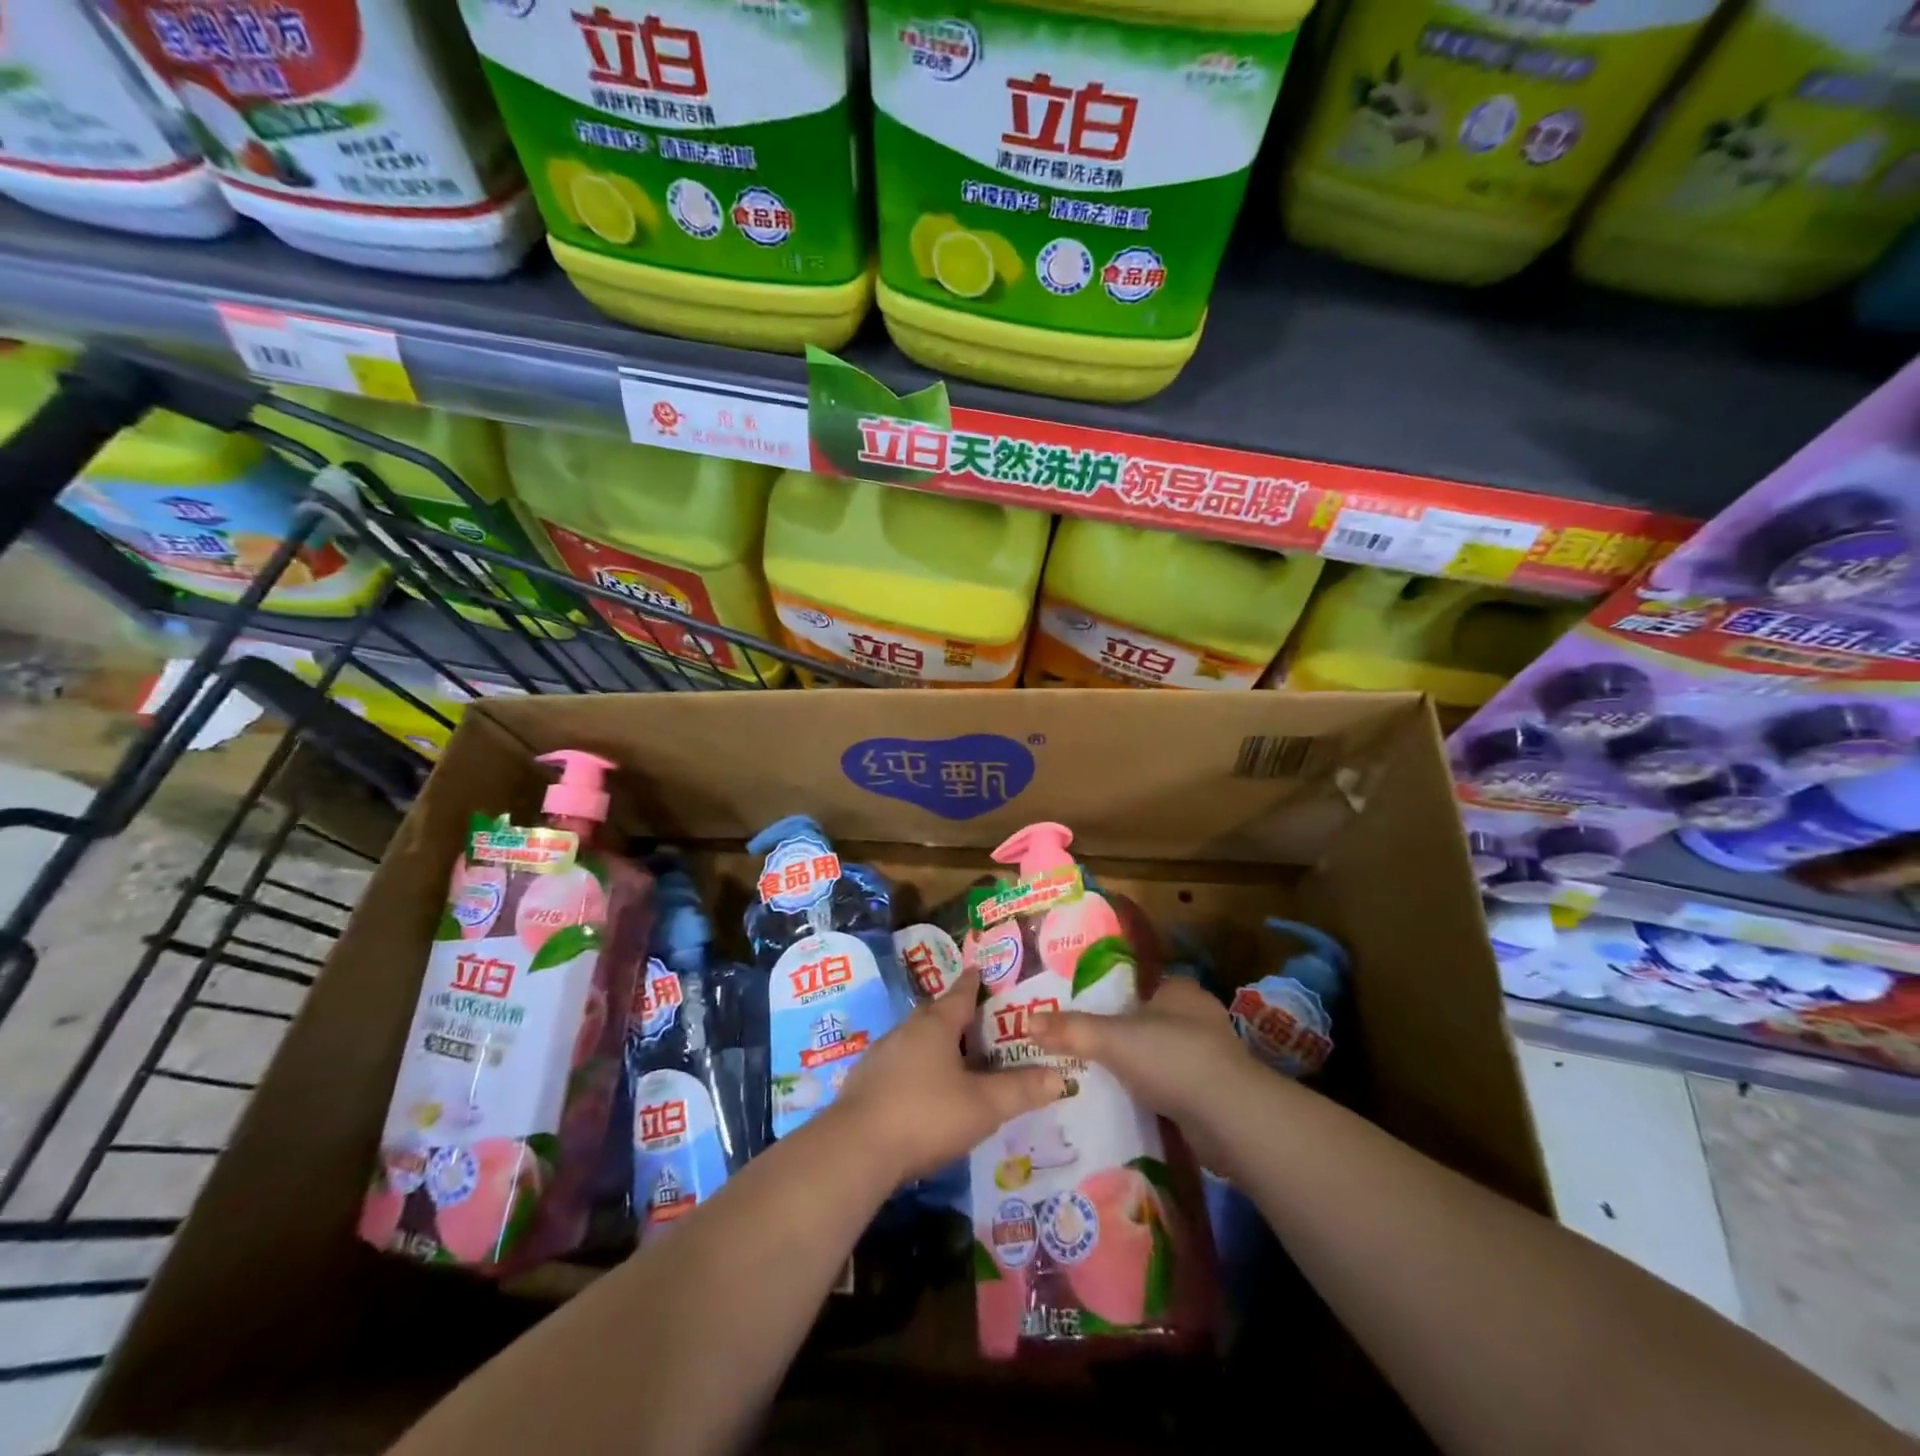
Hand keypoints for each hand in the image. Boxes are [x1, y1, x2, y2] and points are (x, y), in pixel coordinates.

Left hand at [833, 968, 1063, 1182]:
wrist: (856, 1148)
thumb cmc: (926, 1115)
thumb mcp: (983, 1106)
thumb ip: (1021, 1091)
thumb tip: (1061, 1076)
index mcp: (936, 1025)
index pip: (960, 994)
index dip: (973, 984)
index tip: (979, 971)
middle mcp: (906, 1030)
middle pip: (934, 1014)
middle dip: (954, 1015)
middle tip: (975, 1021)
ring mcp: (881, 1055)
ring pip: (914, 1039)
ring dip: (932, 1044)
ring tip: (952, 1057)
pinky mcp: (864, 1082)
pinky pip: (897, 1064)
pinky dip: (914, 1069)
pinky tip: (920, 1090)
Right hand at [1030, 976, 1256, 1174]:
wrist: (1231, 1118)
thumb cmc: (1172, 1058)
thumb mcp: (1112, 1038)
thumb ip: (1071, 1029)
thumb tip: (1027, 1022)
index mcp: (1179, 990)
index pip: (1137, 987)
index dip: (1109, 999)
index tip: (1081, 1015)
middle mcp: (1198, 1016)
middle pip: (1147, 1022)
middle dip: (1121, 1037)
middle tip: (1082, 1050)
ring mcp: (1209, 1056)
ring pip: (1160, 1056)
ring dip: (1137, 1068)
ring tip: (1097, 1079)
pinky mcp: (1213, 1093)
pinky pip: (1172, 1086)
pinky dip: (1153, 1093)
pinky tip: (1129, 1104)